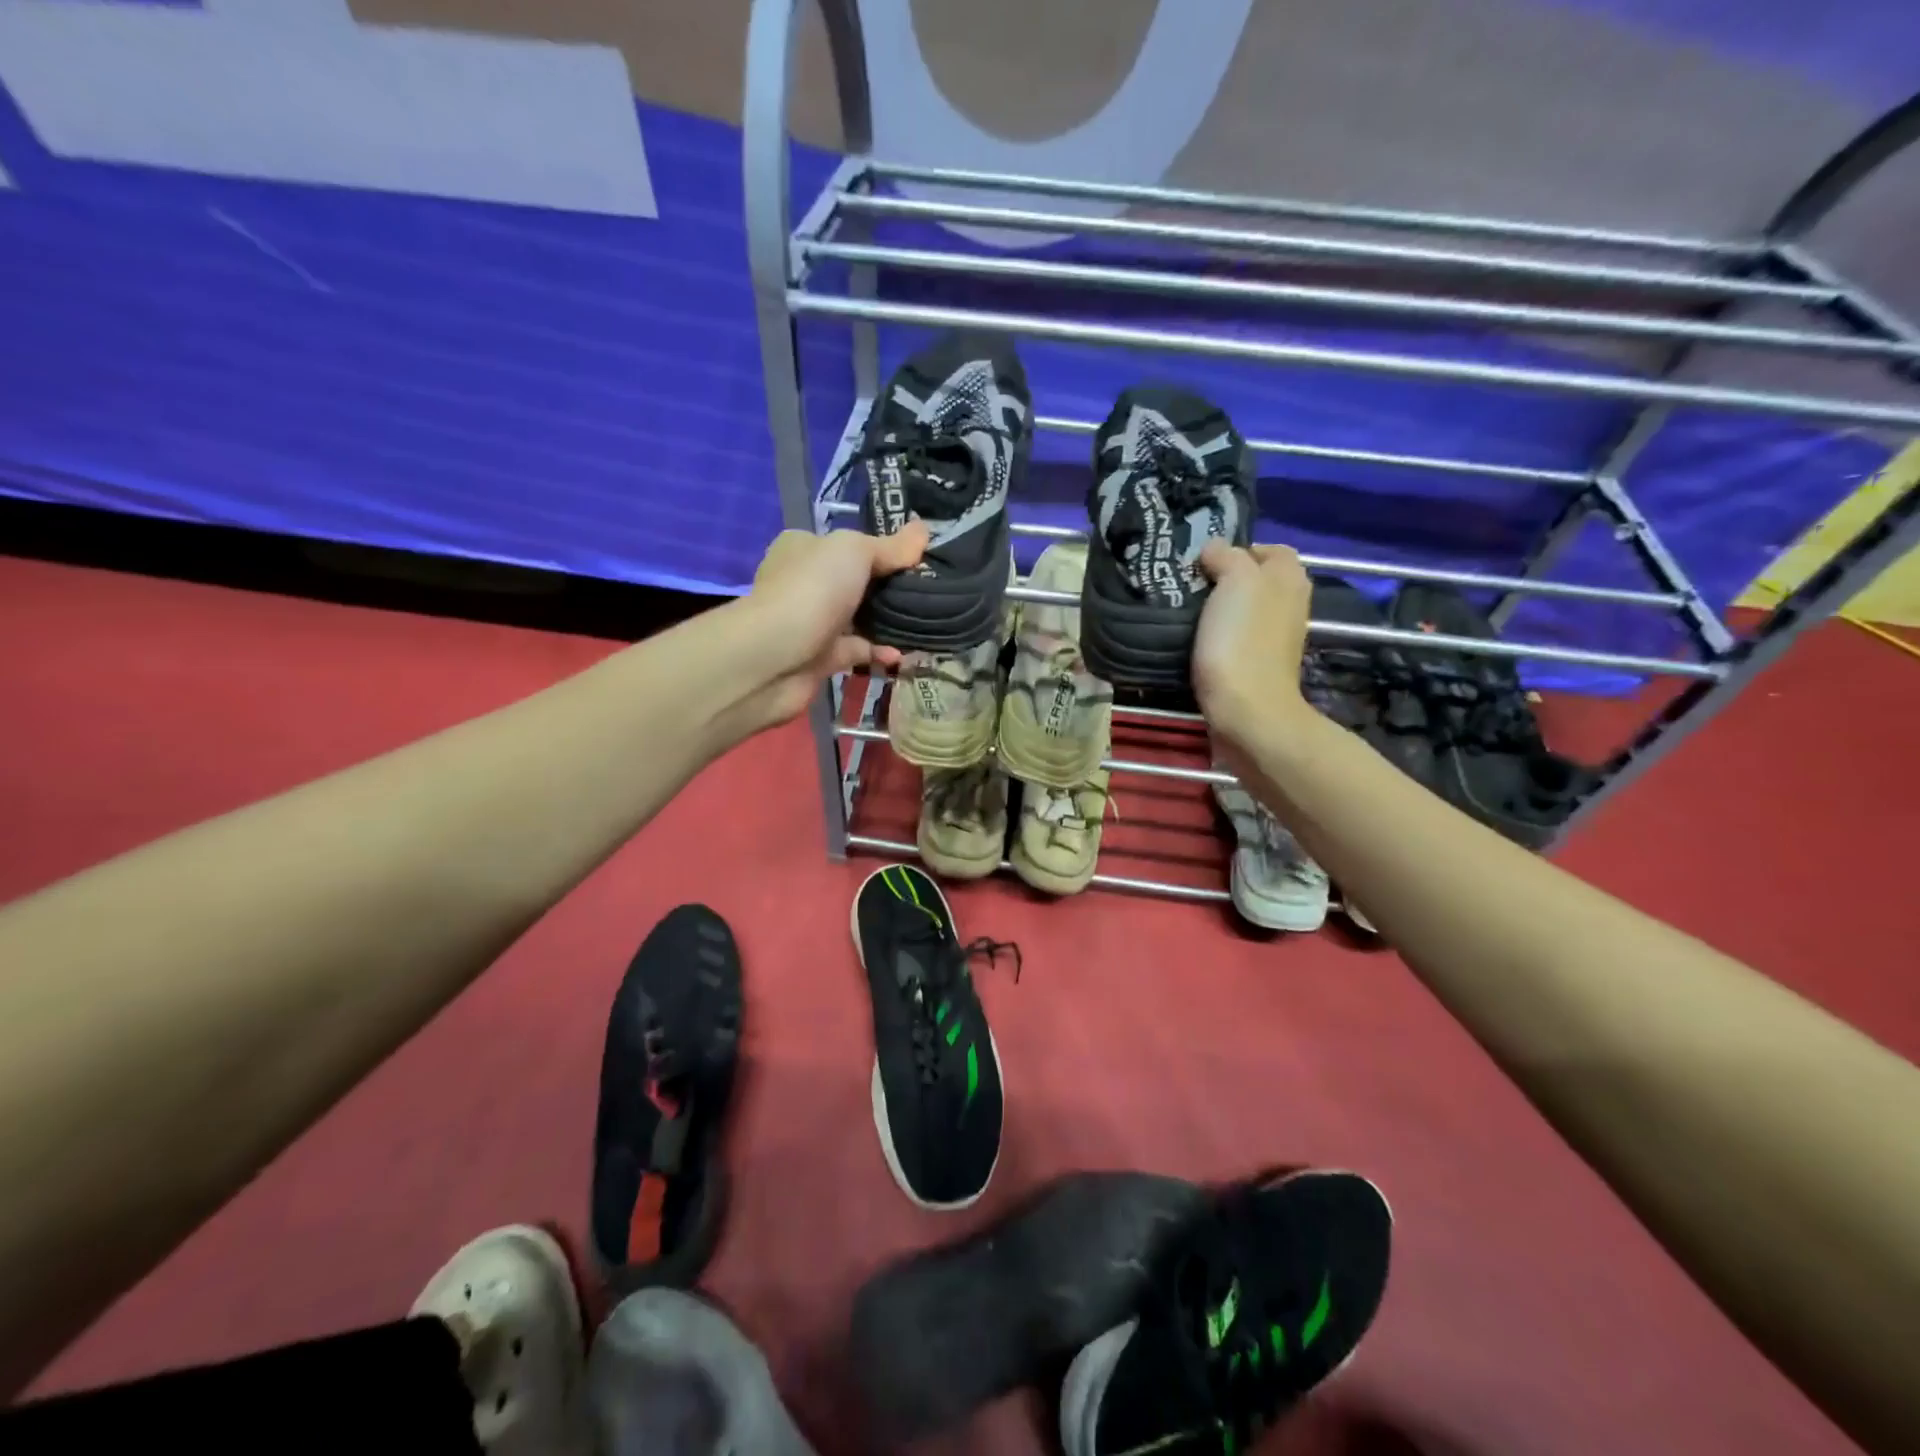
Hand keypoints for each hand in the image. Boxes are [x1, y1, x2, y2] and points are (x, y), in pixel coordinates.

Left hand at [739, 521, 929, 725]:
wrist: (774, 657)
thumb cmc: (812, 590)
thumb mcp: (856, 552)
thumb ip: (891, 546)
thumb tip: (923, 529)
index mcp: (803, 548)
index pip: (844, 544)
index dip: (880, 548)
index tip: (916, 557)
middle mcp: (803, 583)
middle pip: (854, 582)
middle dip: (888, 588)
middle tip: (928, 590)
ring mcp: (811, 623)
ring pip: (856, 618)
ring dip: (887, 622)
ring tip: (926, 621)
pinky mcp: (819, 659)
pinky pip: (857, 652)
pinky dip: (879, 652)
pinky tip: (904, 653)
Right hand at [1192, 541, 1314, 751]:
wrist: (1246, 712)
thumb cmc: (1241, 641)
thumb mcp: (1236, 580)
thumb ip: (1227, 556)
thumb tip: (1214, 551)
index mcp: (1289, 578)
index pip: (1268, 549)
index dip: (1237, 550)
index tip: (1203, 564)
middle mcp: (1289, 604)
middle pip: (1254, 580)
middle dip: (1224, 580)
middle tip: (1188, 586)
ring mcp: (1274, 638)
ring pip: (1243, 610)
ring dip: (1217, 611)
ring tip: (1185, 613)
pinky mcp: (1256, 665)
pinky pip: (1235, 639)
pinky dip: (1218, 638)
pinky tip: (1195, 643)